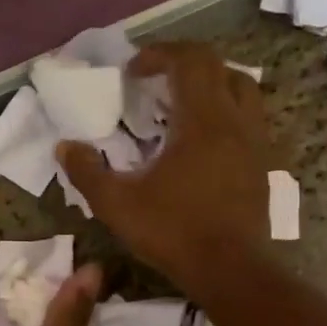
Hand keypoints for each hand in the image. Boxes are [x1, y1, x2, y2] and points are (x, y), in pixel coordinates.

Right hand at [56, 41, 270, 298]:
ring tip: (181, 103)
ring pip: (242, 88)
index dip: (159, 55)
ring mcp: (255, 141)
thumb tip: (64, 146)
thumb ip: (86, 172)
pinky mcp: (263, 163)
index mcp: (202, 120)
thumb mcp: (117, 204)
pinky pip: (249, 117)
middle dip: (183, 62)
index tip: (132, 72)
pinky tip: (203, 139)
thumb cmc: (173, 232)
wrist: (230, 270)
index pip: (189, 60)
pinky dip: (226, 111)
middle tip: (153, 80)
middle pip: (217, 65)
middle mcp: (235, 120)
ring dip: (210, 83)